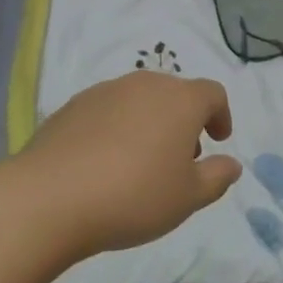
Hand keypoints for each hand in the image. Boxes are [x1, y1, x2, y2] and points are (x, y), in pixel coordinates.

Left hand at [12, 72, 241, 262]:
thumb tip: (231, 164)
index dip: (221, 115)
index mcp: (181, 100)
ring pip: (140, 99)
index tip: (218, 140)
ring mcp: (107, 91)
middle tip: (180, 157)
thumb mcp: (187, 198)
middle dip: (184, 121)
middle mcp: (146, 84)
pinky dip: (117, 127)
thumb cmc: (134, 196)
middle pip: (175, 93)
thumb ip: (216, 178)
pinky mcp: (74, 105)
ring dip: (150, 122)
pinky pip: (108, 110)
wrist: (51, 198)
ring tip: (141, 162)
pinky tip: (105, 162)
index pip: (213, 94)